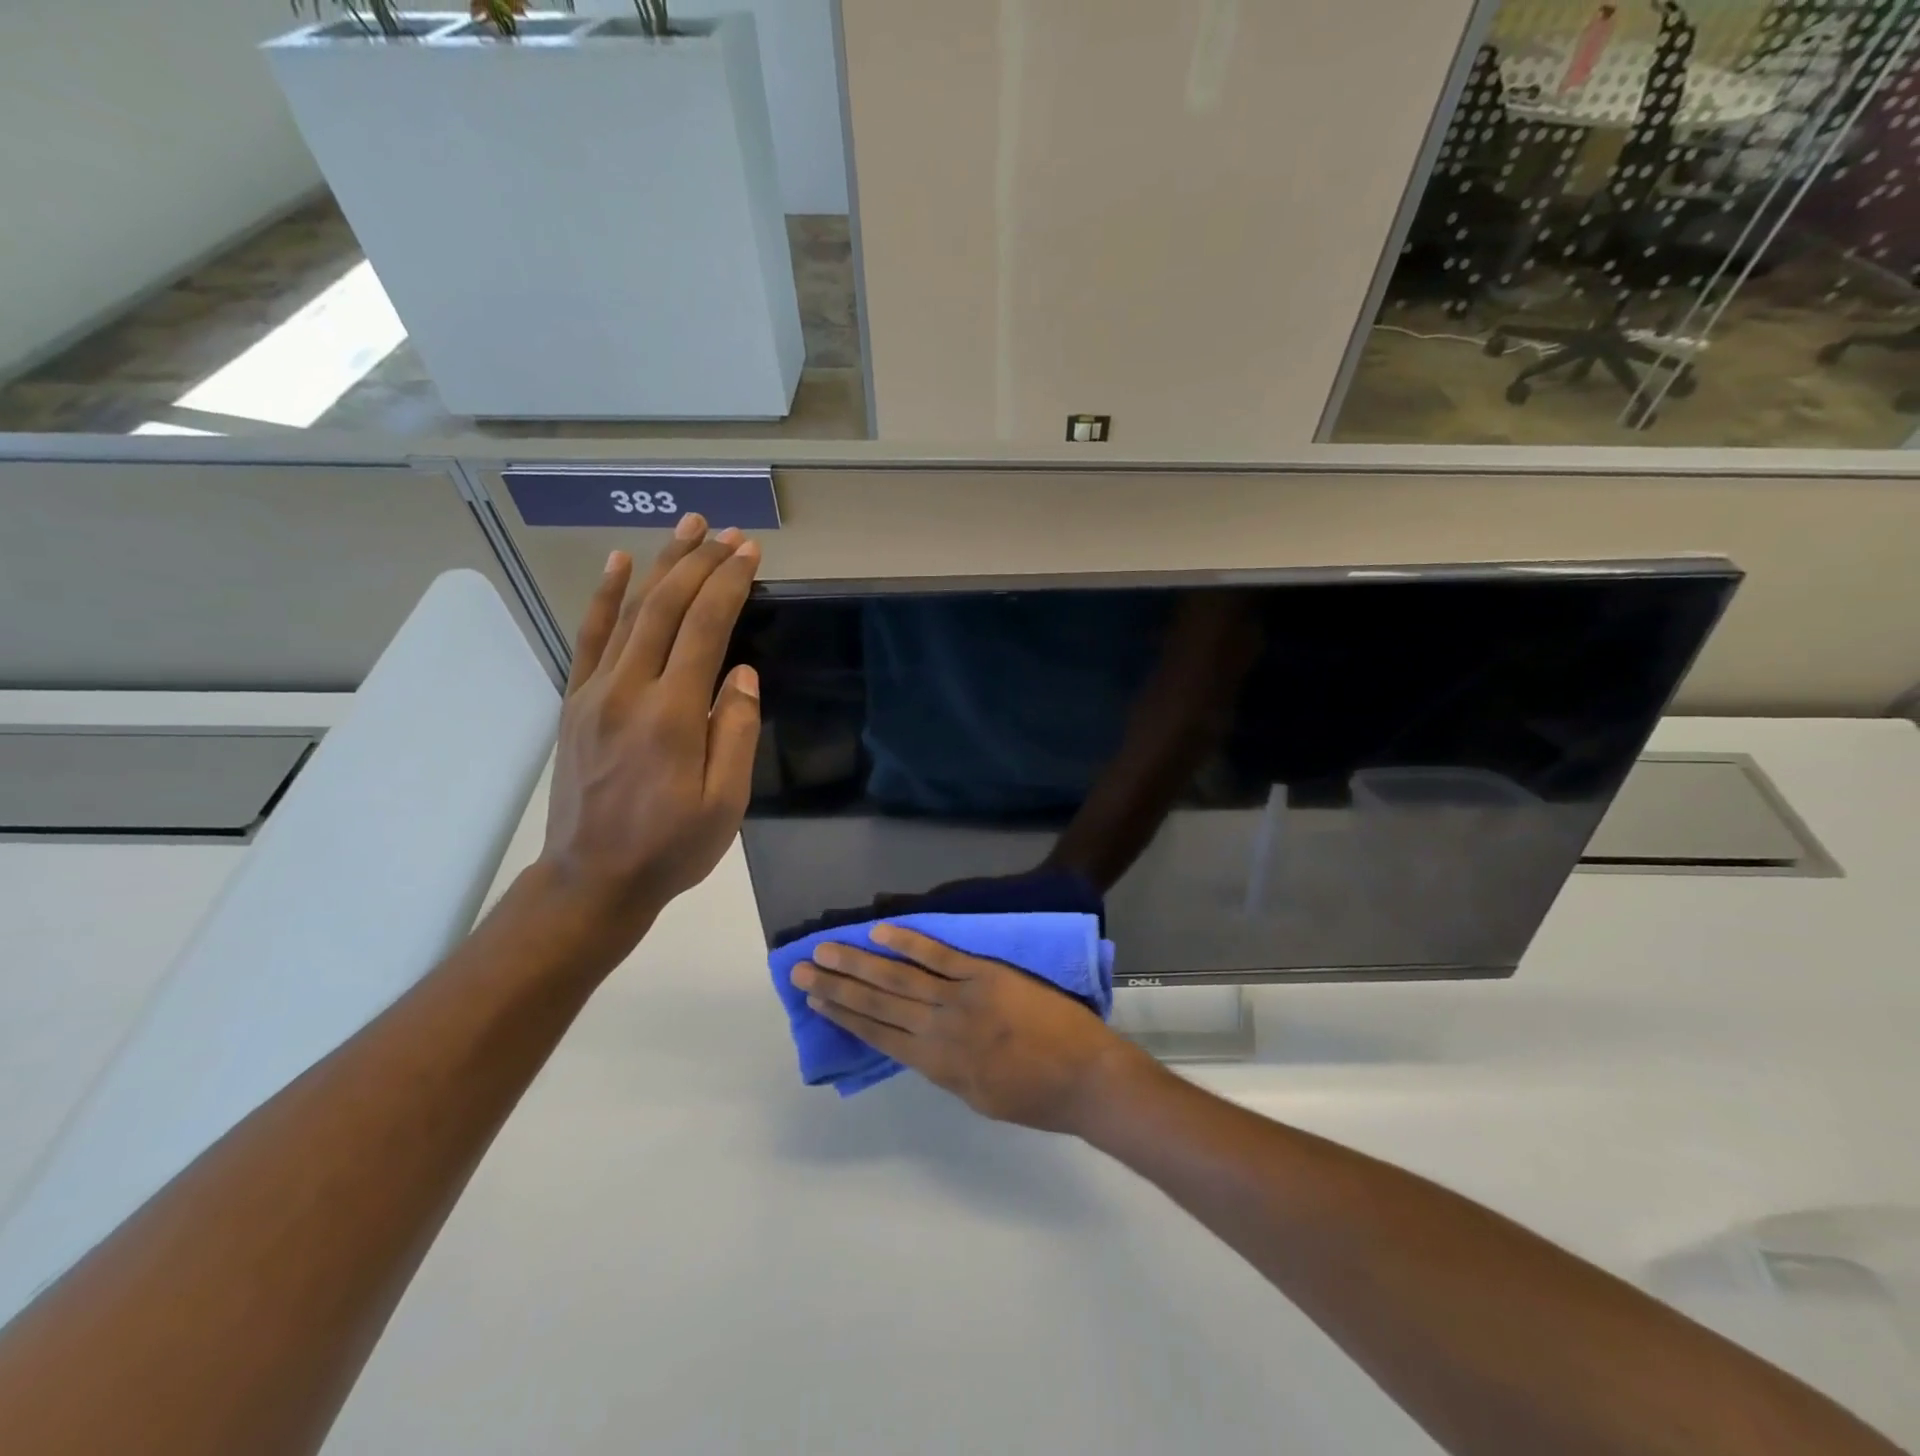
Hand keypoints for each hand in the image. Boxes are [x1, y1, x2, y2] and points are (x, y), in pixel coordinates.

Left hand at [537, 517, 761, 951]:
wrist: (593, 879)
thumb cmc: (671, 847)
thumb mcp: (725, 803)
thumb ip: (737, 732)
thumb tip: (742, 674)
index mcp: (672, 714)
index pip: (704, 629)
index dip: (729, 585)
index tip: (750, 552)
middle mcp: (629, 690)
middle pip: (665, 608)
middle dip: (699, 563)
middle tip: (727, 532)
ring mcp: (595, 693)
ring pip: (630, 613)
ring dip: (660, 566)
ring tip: (686, 528)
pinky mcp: (576, 703)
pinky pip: (590, 638)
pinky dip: (606, 597)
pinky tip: (620, 564)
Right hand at [791, 925, 1147, 1133]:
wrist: (1086, 1077)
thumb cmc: (1037, 1097)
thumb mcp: (979, 1098)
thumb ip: (946, 1070)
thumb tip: (919, 1046)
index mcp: (936, 1066)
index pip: (878, 1035)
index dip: (843, 1016)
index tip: (814, 1000)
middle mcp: (938, 1030)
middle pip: (877, 1003)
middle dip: (837, 987)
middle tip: (801, 969)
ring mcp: (960, 999)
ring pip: (898, 978)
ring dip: (859, 963)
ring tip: (826, 950)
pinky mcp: (984, 975)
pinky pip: (939, 956)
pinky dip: (908, 943)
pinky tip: (880, 932)